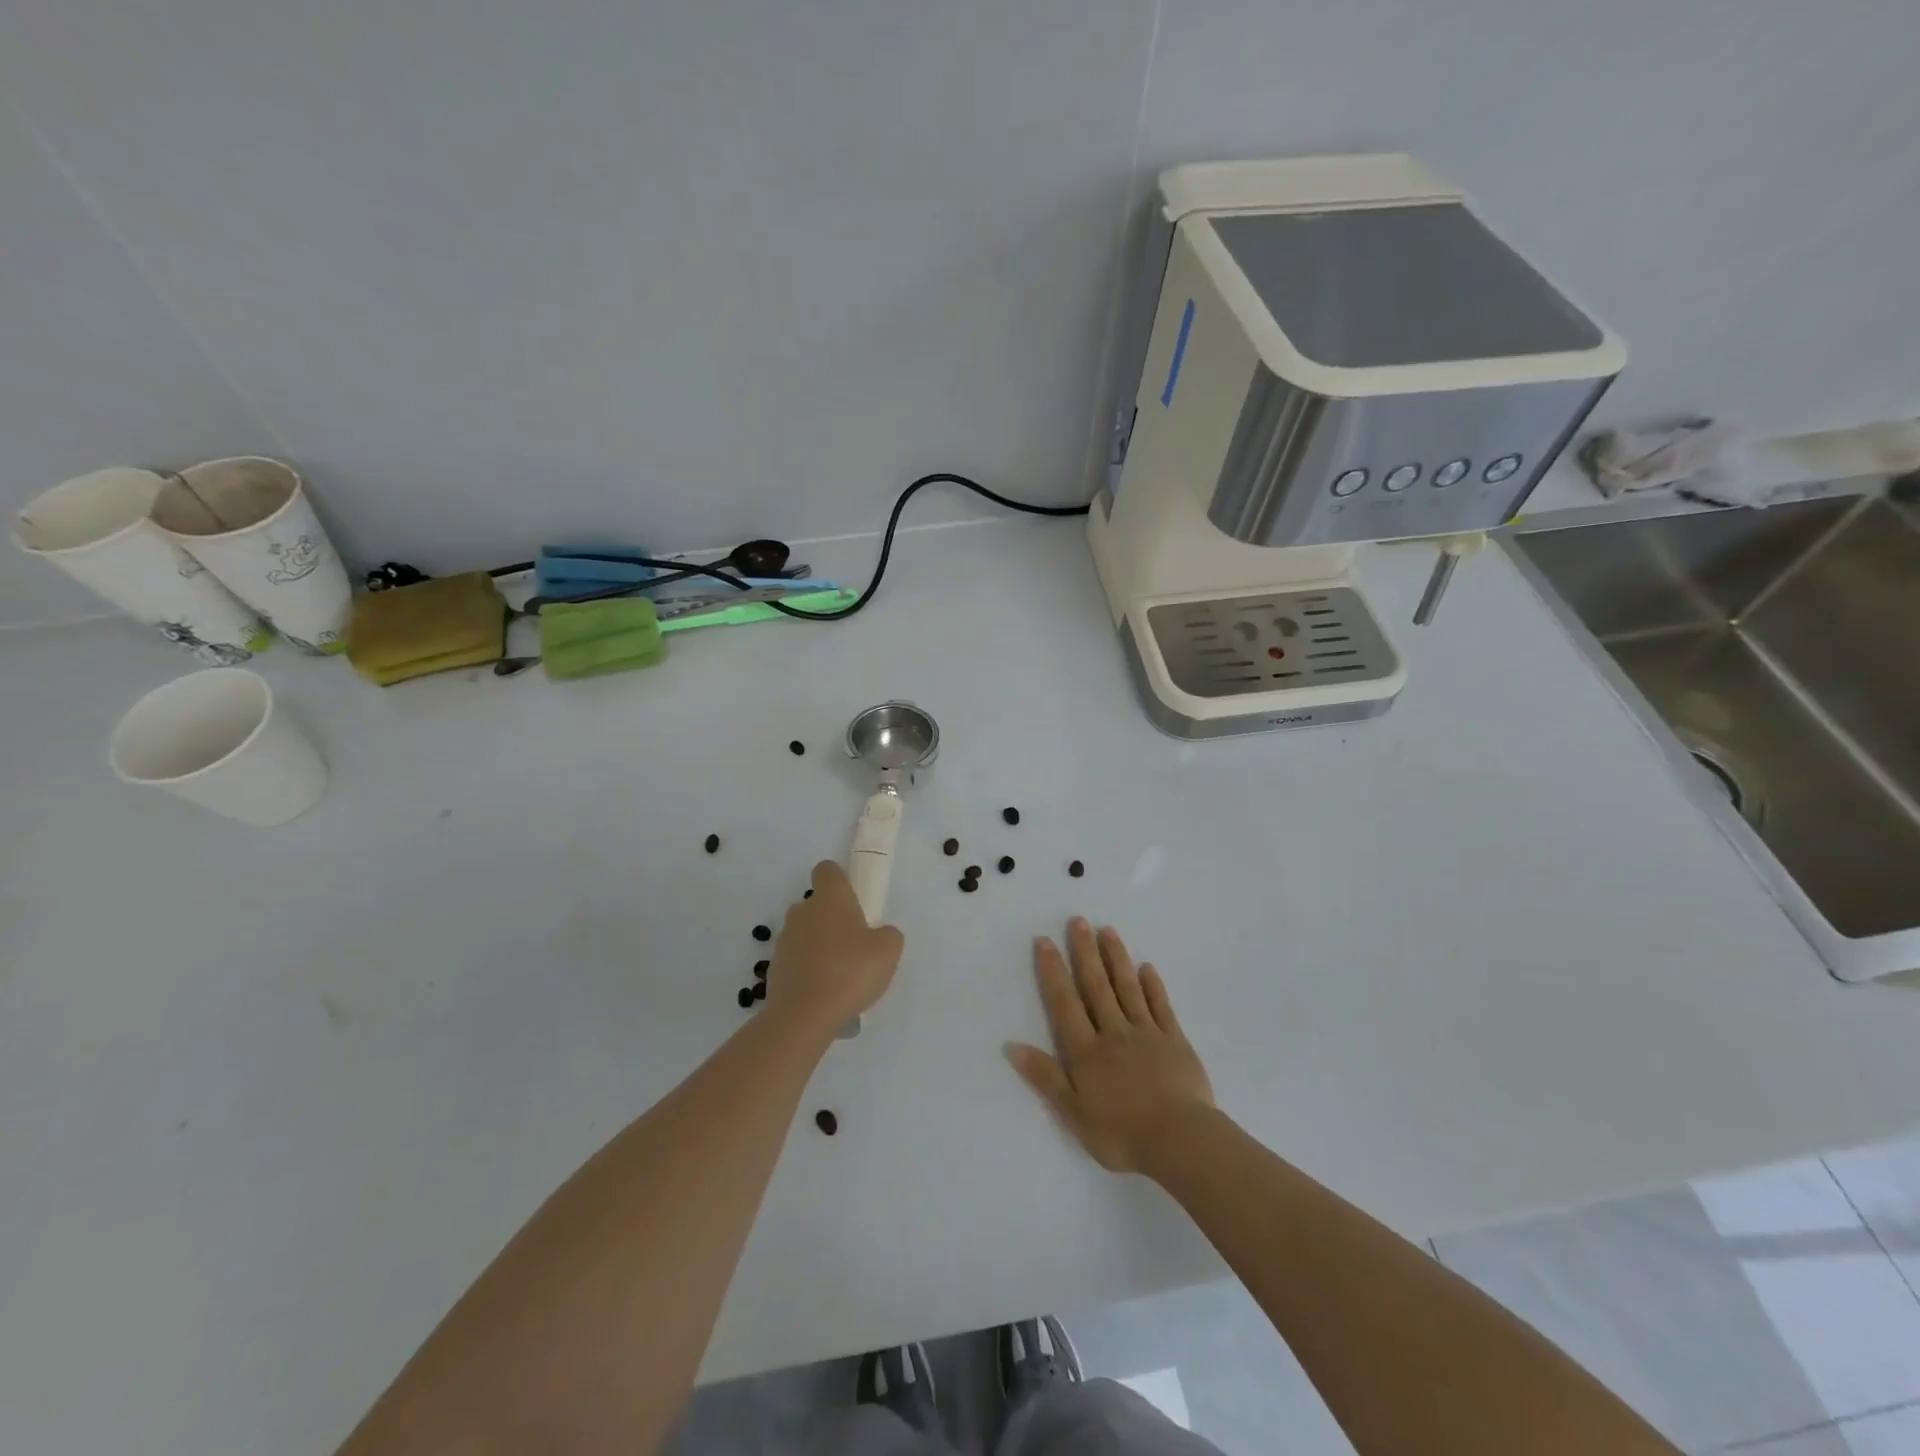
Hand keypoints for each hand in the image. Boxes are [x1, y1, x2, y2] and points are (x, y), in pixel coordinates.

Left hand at [764, 861, 904, 1038]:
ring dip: (819, 946)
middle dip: (832, 919)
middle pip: (816, 904)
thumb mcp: (888, 951)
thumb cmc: (850, 971)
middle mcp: (802, 911)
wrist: (804, 1015)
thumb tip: (879, 935)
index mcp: (830, 898)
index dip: (839, 880)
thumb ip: (887, 935)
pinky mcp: (774, 968)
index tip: (853, 898)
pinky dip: (808, 970)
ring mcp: (784, 940)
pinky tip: (824, 993)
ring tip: (840, 975)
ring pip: (805, 933)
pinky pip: (797, 960)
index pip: (827, 870)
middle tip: (854, 944)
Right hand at [1005, 918, 1213, 1172]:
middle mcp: (1113, 1032)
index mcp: (1087, 1051)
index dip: (1053, 971)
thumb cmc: (1121, 1133)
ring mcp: (1146, 1033)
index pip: (1065, 1003)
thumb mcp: (1074, 1113)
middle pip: (1096, 986)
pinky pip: (1161, 1006)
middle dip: (1085, 952)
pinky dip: (1152, 985)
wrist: (1180, 1141)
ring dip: (1116, 958)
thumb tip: (1011, 1046)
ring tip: (1107, 930)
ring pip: (1127, 988)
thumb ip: (1045, 1077)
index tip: (1045, 941)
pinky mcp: (1175, 1041)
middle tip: (1078, 920)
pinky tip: (1147, 967)